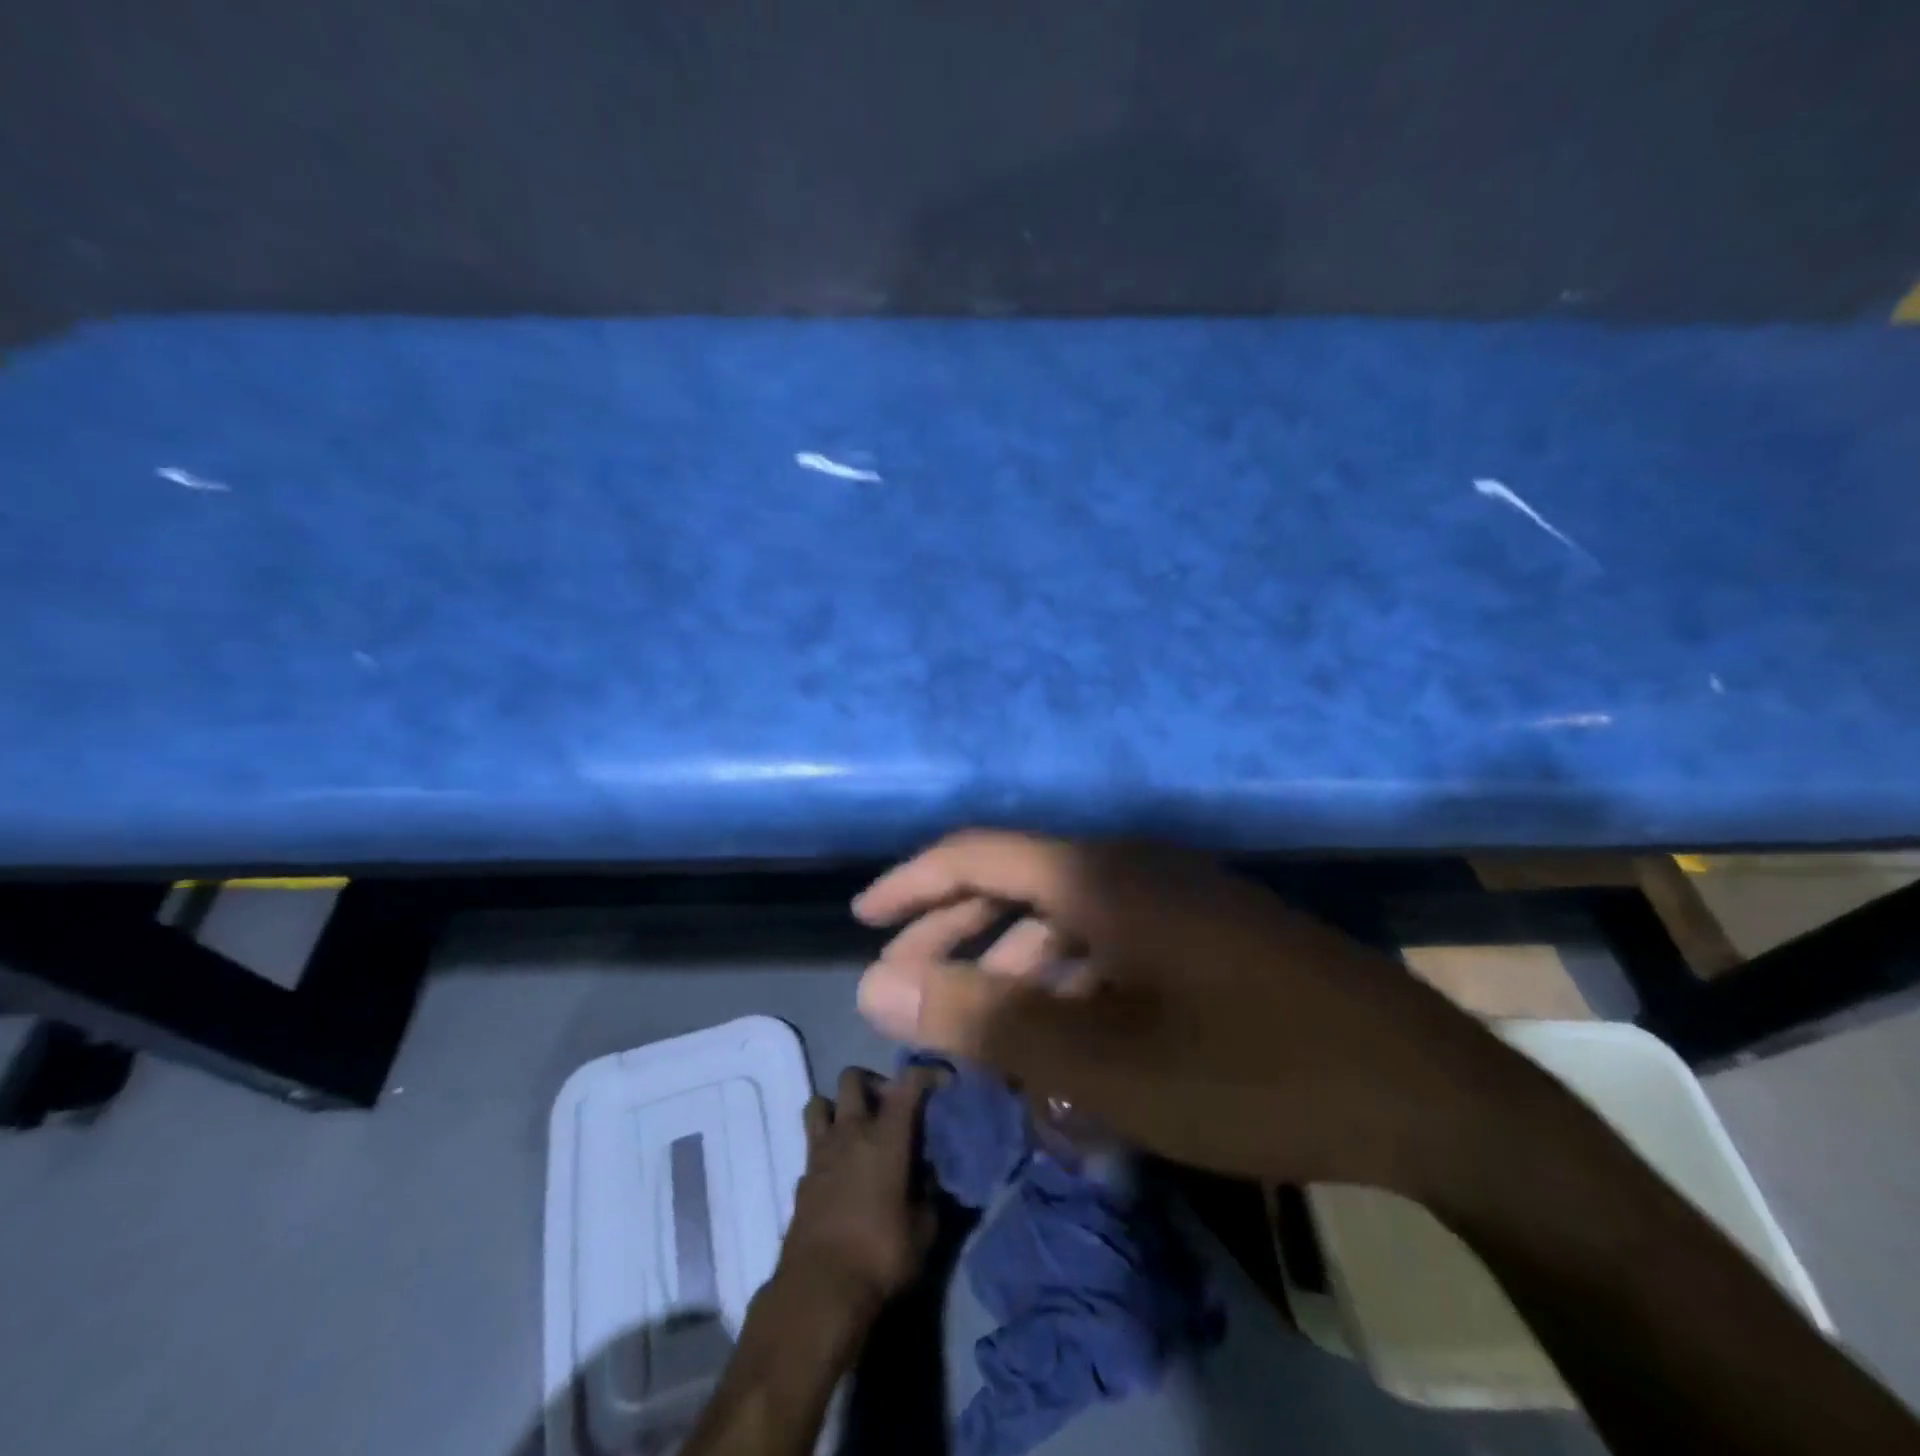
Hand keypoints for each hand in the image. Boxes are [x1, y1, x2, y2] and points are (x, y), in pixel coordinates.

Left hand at [777, 1065, 939, 1317]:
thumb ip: (930, 1194)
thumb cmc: (880, 1256)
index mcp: (886, 1136)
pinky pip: (812, 1146)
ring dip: (838, 1108)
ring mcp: (820, 1153)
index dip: (927, 1073)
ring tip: (856, 1131)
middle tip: (889, 1108)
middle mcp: (851, 1131)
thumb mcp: (923, 1230)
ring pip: (820, 1103)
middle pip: (852, 1078)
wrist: (819, 1292)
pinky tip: (839, 1172)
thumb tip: (931, 1174)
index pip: (908, 1083)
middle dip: (872, 1083)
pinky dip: (826, 1149)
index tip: (942, 1082)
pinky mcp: (801, 1178)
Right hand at [853, 831, 1539, 1199]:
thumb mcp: (1097, 1060)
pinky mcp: (1213, 938)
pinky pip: (1117, 951)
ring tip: (980, 1035)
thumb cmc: (1248, 1072)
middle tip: (904, 989)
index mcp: (1101, 876)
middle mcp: (1136, 869)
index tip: (864, 920)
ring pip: (1069, 925)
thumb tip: (876, 989)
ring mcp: (1180, 901)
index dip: (912, 884)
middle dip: (954, 937)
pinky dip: (1076, 990)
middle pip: (1019, 887)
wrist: (1425, 1095)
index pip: (978, 854)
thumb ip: (982, 1019)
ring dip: (1017, 973)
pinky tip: (1067, 1047)